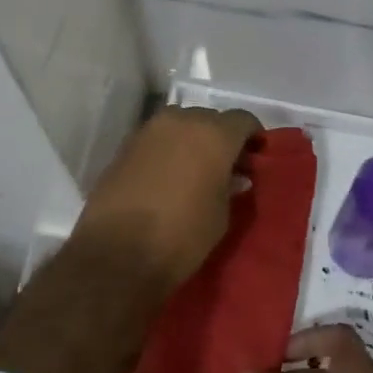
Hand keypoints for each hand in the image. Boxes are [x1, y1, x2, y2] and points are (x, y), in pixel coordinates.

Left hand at [72, 106, 262, 287]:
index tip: (256, 157)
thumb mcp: (221, 215)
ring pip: (180, 125)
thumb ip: (230, 186)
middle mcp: (181, 121)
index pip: (243, 120)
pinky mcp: (125, 146)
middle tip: (227, 166)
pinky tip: (168, 176)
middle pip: (209, 119)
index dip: (253, 136)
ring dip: (191, 141)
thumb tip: (232, 176)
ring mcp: (148, 130)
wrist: (116, 253)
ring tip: (195, 171)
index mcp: (213, 134)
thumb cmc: (182, 235)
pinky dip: (167, 150)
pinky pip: (156, 140)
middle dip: (221, 137)